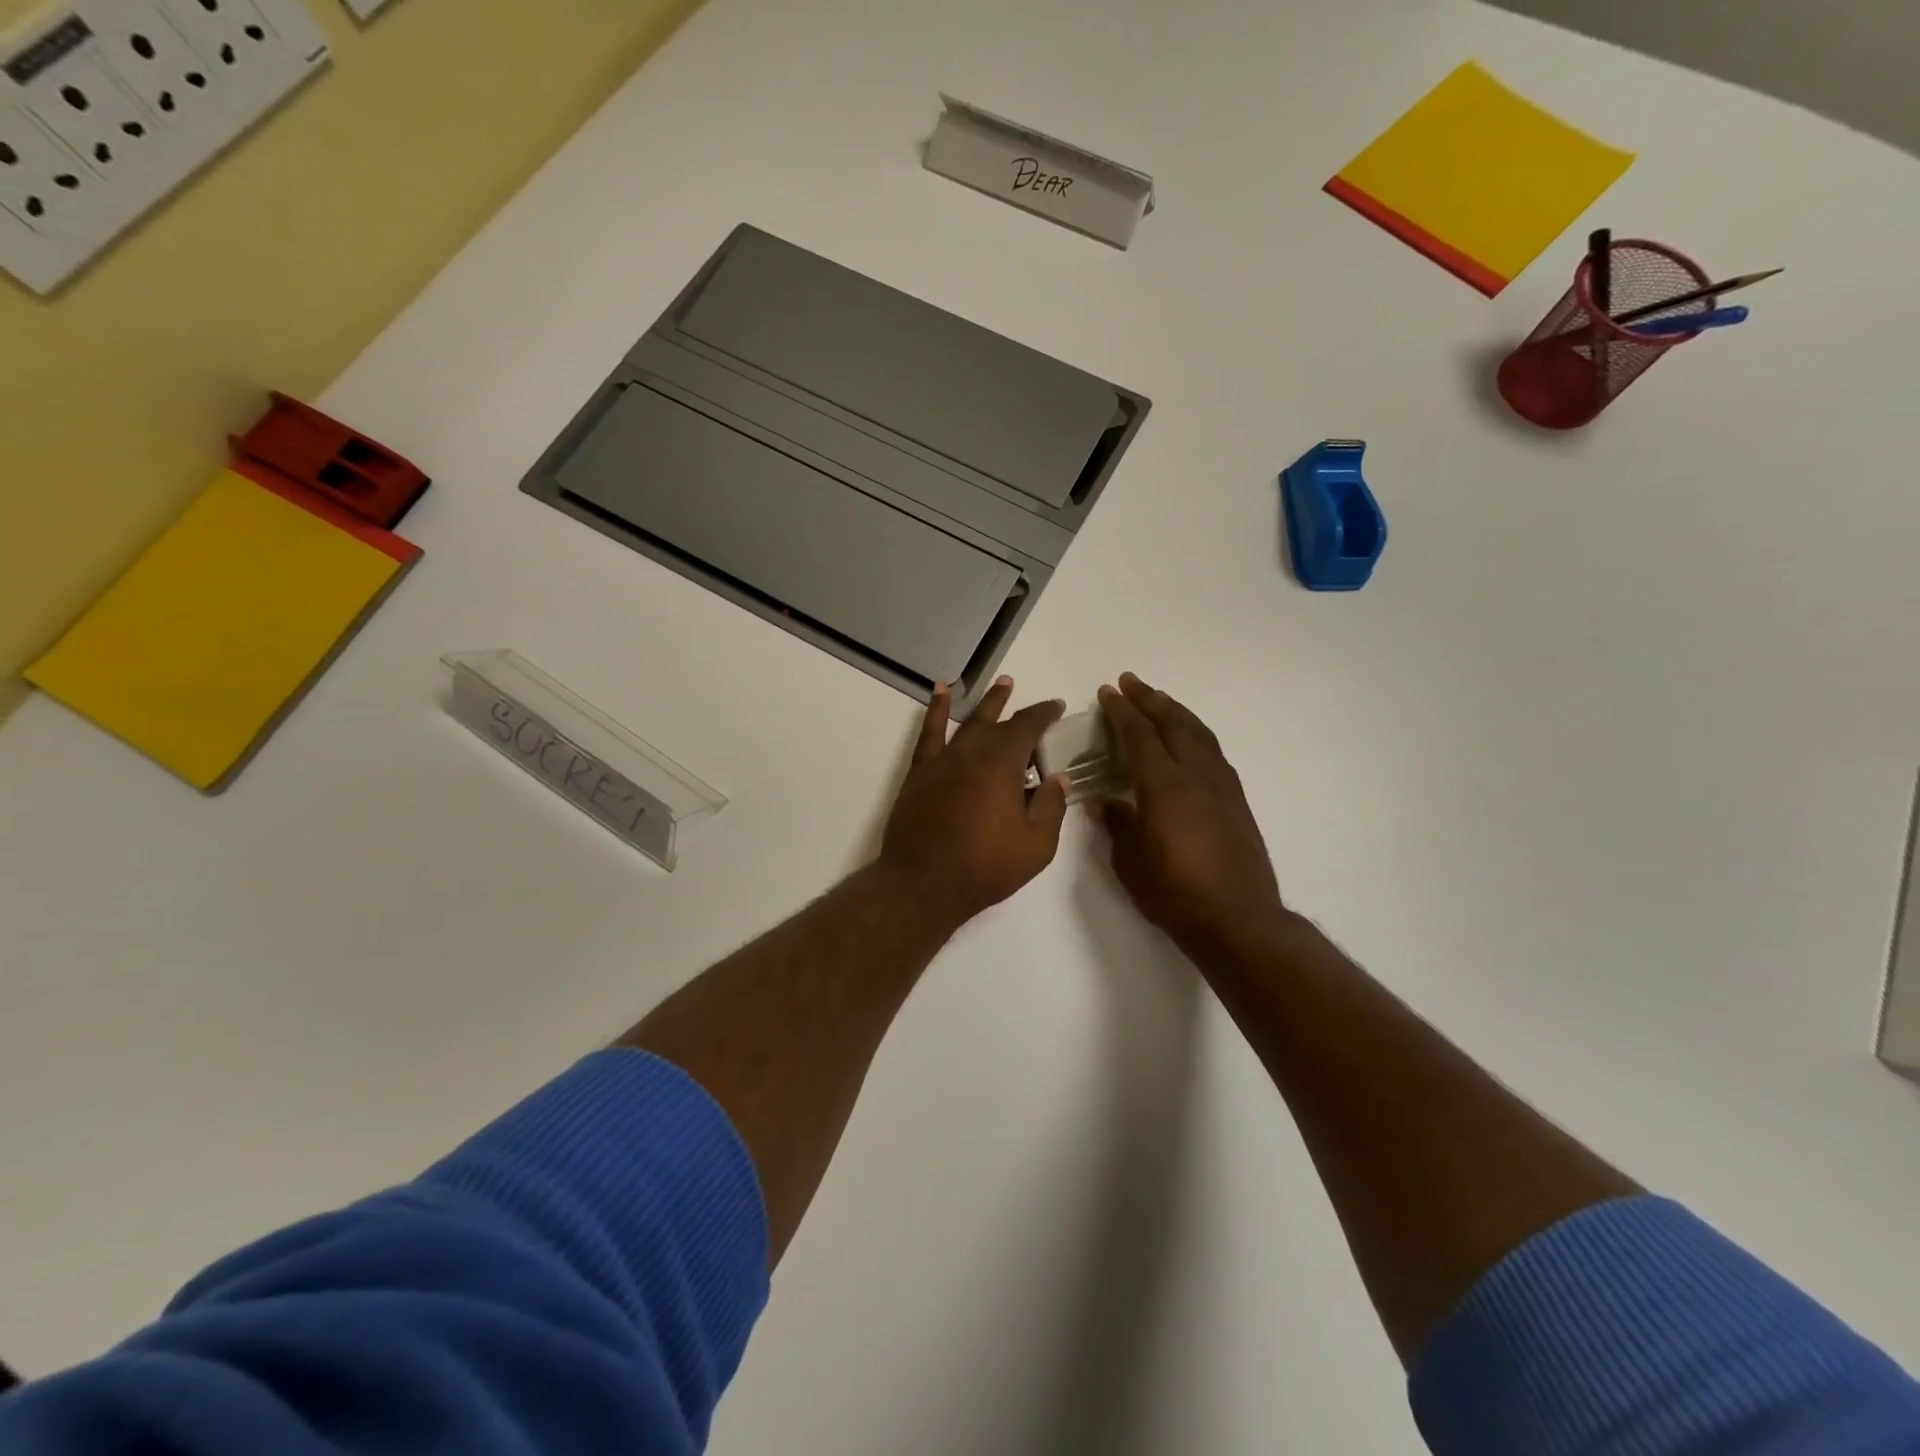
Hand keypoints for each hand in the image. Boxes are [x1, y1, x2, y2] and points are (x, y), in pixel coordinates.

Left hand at [880, 678, 1068, 927]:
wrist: (923, 883)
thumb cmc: (985, 867)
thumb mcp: (1036, 845)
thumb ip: (1051, 807)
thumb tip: (1058, 778)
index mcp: (1003, 764)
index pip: (1028, 727)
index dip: (1044, 714)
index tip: (1056, 707)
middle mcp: (972, 752)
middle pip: (998, 722)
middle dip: (1014, 706)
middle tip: (1025, 693)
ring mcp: (943, 760)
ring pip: (968, 722)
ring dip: (985, 703)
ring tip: (999, 684)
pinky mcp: (920, 773)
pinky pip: (929, 733)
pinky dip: (937, 710)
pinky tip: (941, 692)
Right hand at [1096, 673, 1286, 954]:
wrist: (1237, 919)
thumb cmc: (1175, 893)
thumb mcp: (1130, 862)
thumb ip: (1117, 825)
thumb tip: (1104, 802)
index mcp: (1164, 786)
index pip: (1139, 736)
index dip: (1122, 711)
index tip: (1107, 692)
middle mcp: (1196, 775)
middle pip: (1173, 723)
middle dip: (1150, 699)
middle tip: (1130, 682)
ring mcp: (1221, 785)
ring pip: (1198, 733)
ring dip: (1176, 711)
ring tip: (1158, 701)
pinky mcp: (1236, 800)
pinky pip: (1213, 751)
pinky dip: (1195, 733)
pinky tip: (1188, 740)